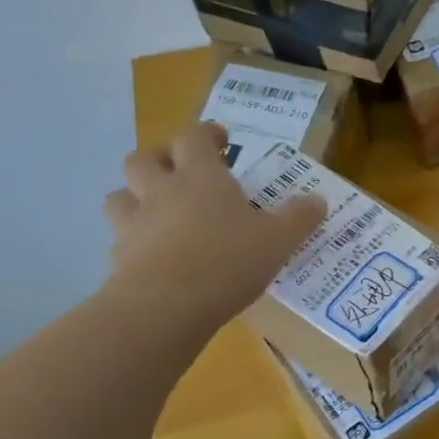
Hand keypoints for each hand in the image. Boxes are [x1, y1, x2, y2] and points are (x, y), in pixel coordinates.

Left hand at [102, 123, 326, 330]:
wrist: (167, 305)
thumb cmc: (229, 260)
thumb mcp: (279, 239)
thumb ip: (299, 218)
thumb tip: (318, 201)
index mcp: (201, 177)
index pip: (194, 137)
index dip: (206, 134)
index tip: (221, 140)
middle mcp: (162, 192)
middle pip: (144, 158)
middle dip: (161, 158)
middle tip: (182, 171)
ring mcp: (135, 224)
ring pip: (119, 195)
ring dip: (134, 196)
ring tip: (157, 210)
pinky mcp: (120, 258)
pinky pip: (121, 239)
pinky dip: (134, 241)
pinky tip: (152, 255)